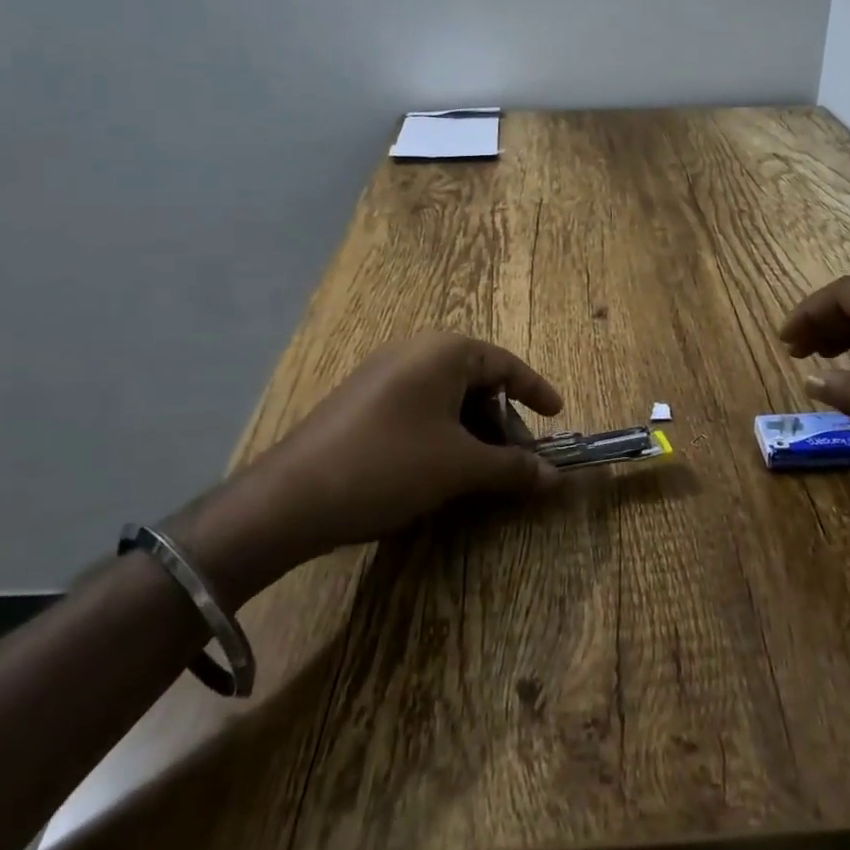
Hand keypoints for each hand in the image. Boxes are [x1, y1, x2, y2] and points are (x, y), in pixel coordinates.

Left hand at [169, 334, 563, 602]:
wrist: (292, 497)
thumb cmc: (389, 465)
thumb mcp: (460, 467)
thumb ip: (512, 467)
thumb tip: (555, 478)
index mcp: (444, 351)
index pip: (506, 364)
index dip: (536, 391)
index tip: (558, 417)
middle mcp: (415, 351)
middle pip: (477, 380)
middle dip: (502, 421)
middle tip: (517, 460)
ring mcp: (383, 375)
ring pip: (447, 397)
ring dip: (473, 431)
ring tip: (481, 472)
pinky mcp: (362, 401)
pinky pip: (419, 408)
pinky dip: (442, 433)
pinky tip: (439, 470)